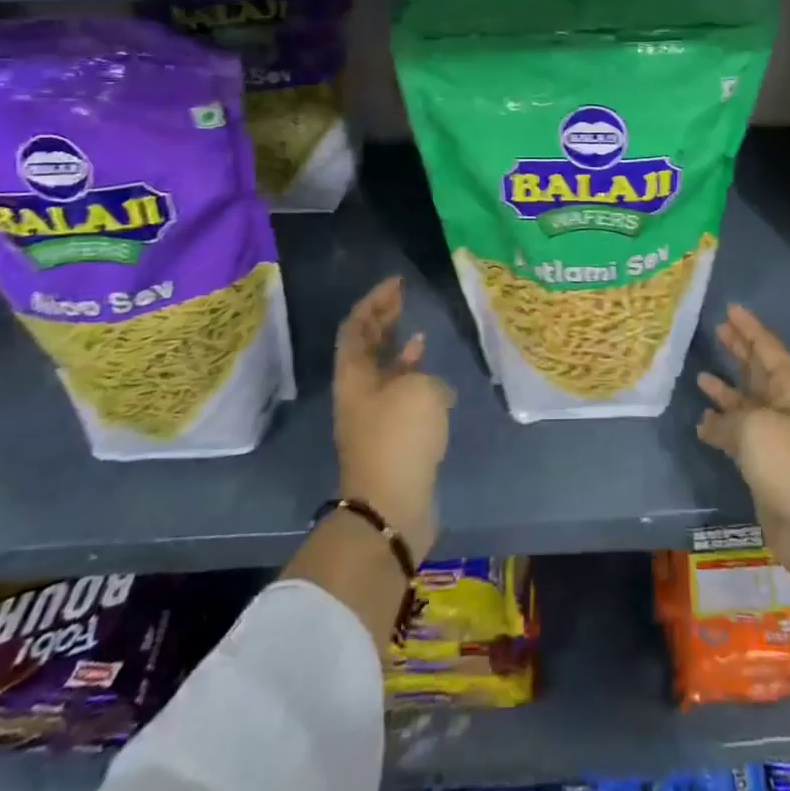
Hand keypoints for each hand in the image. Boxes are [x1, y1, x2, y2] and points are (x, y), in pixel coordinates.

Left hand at [333, 276, 453, 561]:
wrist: (390, 507)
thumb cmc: (399, 438)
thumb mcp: (419, 390)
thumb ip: (424, 376)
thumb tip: (431, 390)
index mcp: (354, 375)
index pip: (357, 326)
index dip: (374, 300)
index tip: (396, 283)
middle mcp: (358, 392)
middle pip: (366, 347)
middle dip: (383, 320)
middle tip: (403, 297)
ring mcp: (373, 417)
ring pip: (383, 372)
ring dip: (399, 350)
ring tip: (419, 333)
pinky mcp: (392, 439)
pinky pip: (401, 397)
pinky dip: (416, 382)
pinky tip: (436, 380)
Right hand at [696, 303, 789, 586]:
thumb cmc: (789, 464)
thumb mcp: (754, 427)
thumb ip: (728, 417)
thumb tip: (709, 421)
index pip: (768, 349)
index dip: (749, 328)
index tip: (731, 308)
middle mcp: (785, 407)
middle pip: (758, 371)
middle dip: (739, 351)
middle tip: (717, 329)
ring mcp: (775, 437)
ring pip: (746, 403)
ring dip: (726, 389)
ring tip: (701, 373)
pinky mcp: (765, 465)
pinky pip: (738, 435)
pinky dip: (721, 427)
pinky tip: (702, 421)